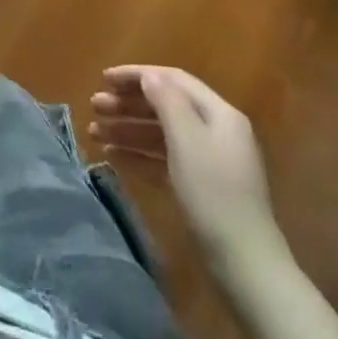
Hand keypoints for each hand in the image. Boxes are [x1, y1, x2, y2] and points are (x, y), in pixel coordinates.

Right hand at [92, 66, 289, 284]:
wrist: (243, 262)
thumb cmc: (214, 193)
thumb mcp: (188, 141)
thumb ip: (167, 102)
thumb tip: (149, 76)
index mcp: (219, 114)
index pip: (174, 80)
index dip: (137, 75)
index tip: (104, 79)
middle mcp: (215, 131)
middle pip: (166, 105)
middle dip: (128, 103)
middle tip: (94, 106)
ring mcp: (207, 160)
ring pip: (160, 133)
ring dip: (127, 128)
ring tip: (94, 132)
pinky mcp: (198, 185)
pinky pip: (162, 158)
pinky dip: (137, 153)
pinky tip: (112, 155)